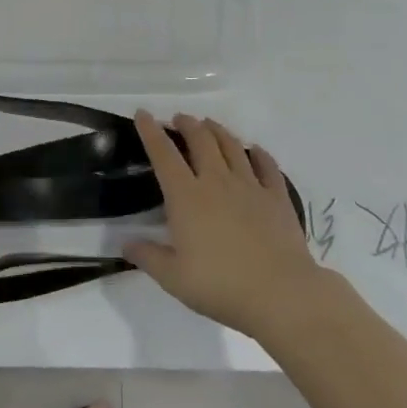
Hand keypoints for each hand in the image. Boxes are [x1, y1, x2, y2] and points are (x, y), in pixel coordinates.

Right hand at [124, 111, 329, 339]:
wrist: (280, 293)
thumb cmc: (220, 285)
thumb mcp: (173, 278)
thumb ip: (147, 257)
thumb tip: (125, 244)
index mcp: (186, 197)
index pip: (164, 155)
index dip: (151, 132)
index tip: (143, 114)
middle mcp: (216, 181)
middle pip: (201, 140)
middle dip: (187, 124)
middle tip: (179, 119)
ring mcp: (250, 186)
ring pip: (232, 146)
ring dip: (218, 131)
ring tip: (209, 124)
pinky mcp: (277, 197)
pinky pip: (267, 166)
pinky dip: (259, 154)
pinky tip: (255, 150)